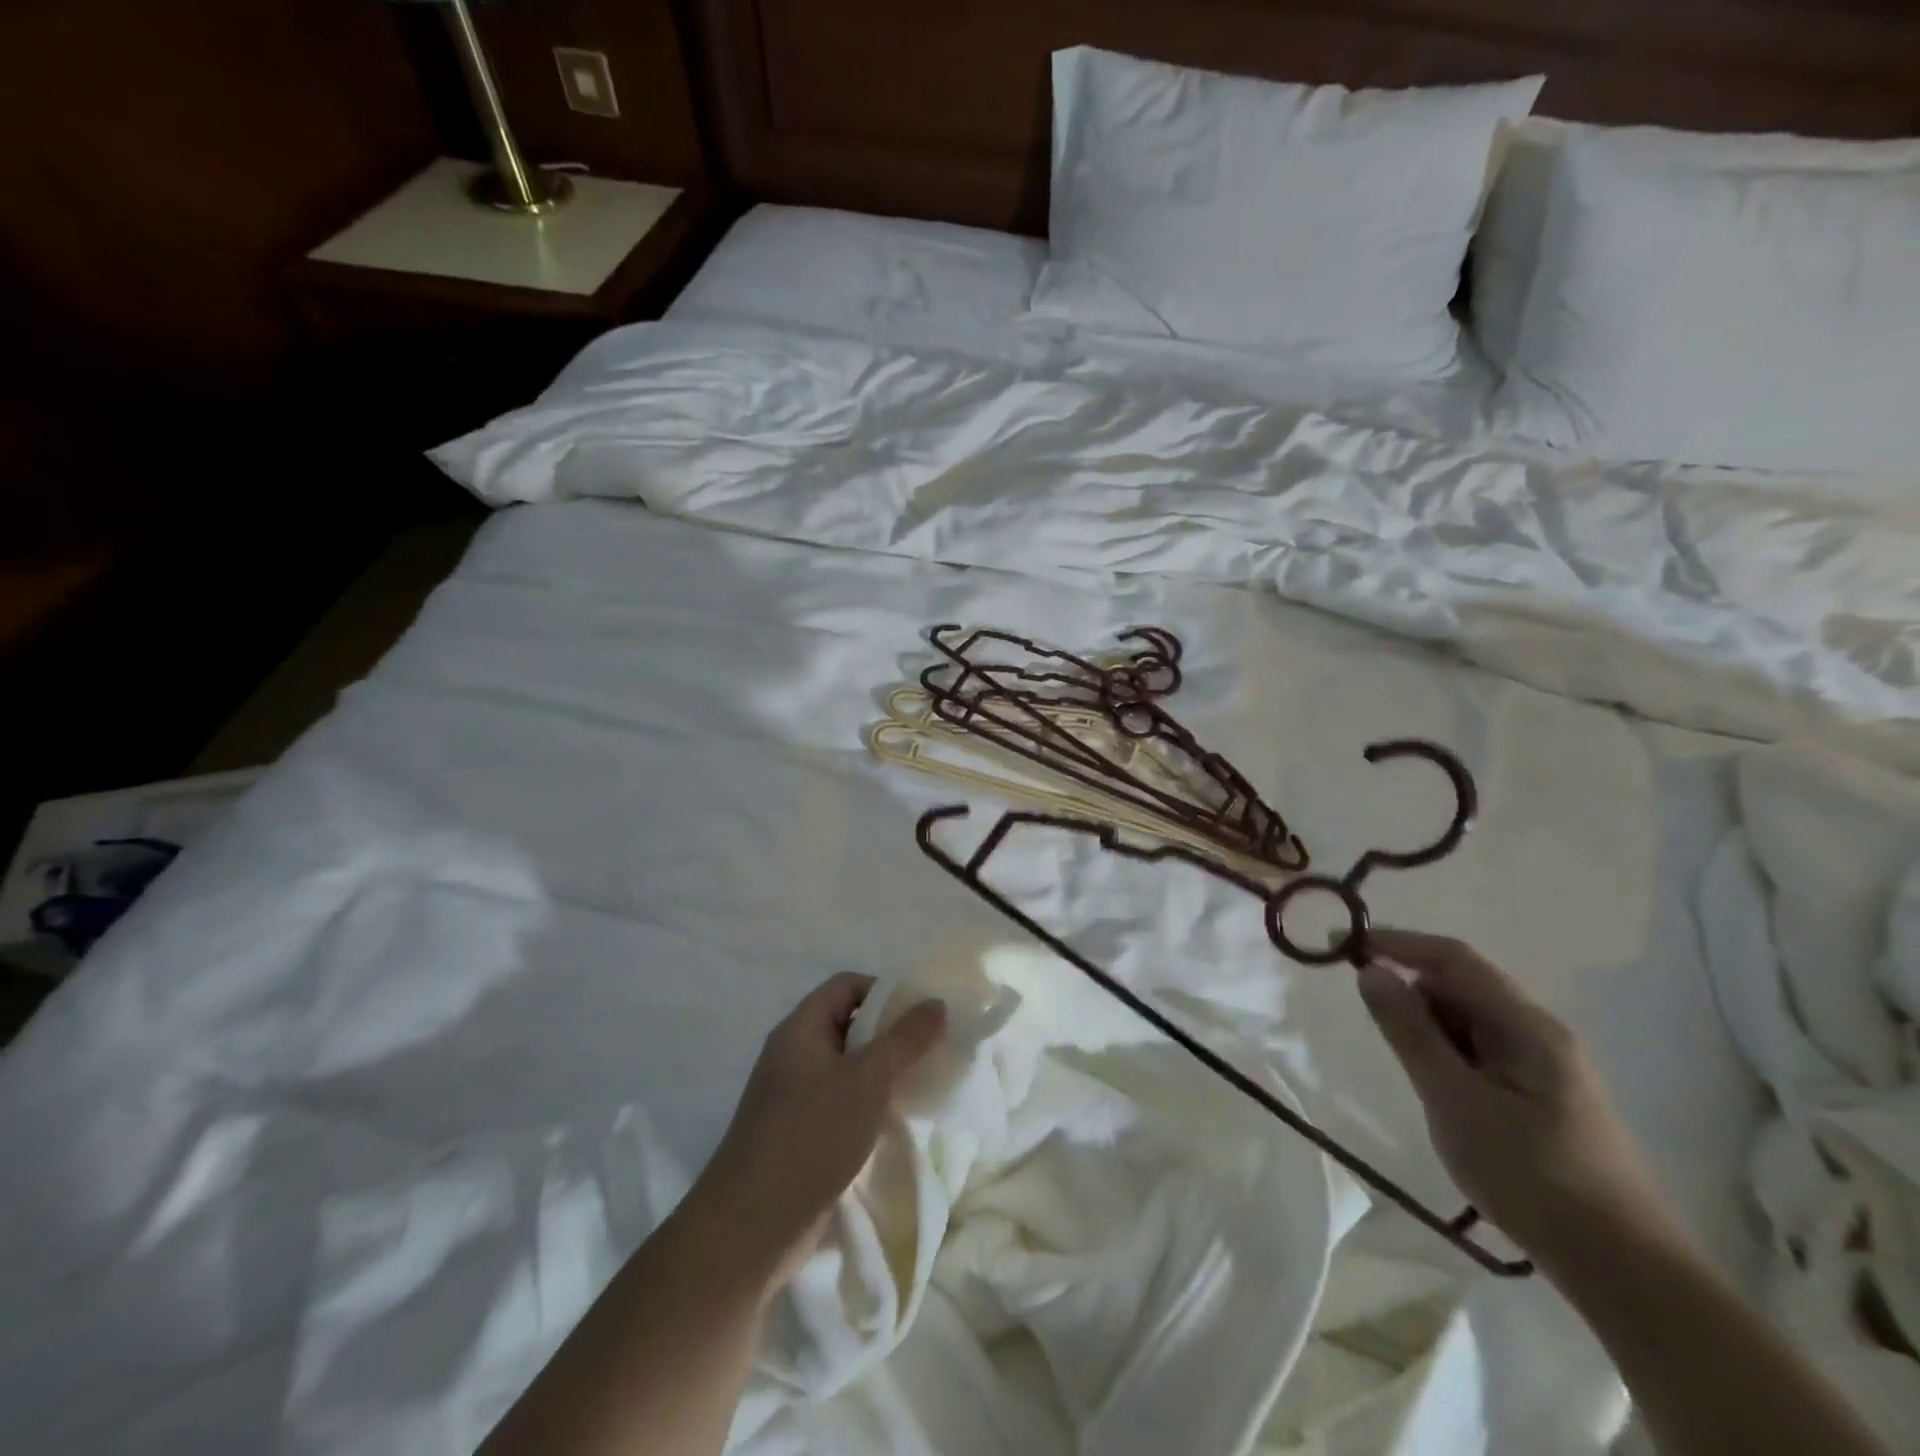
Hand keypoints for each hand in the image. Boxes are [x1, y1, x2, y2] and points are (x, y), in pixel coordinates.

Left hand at [684, 973, 946, 1296]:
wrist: (750, 1229)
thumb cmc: (811, 1138)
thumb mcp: (866, 1082)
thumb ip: (904, 1041)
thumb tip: (936, 1002)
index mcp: (801, 1028)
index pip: (846, 985)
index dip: (885, 991)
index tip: (921, 1016)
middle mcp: (793, 1053)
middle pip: (847, 1023)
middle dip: (889, 1033)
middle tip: (929, 1050)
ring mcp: (792, 1095)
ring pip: (846, 1066)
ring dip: (881, 1071)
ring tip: (918, 1085)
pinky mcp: (798, 1132)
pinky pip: (839, 1100)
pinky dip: (867, 1102)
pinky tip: (892, 1122)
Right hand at [1357, 929, 1675, 1266]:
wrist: (1622, 1270)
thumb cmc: (1531, 1176)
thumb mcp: (1454, 1099)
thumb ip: (1409, 1030)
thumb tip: (1370, 970)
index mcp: (1527, 1025)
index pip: (1453, 957)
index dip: (1397, 942)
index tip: (1343, 944)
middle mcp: (1539, 1033)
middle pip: (1462, 985)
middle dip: (1411, 989)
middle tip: (1370, 1020)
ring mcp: (1544, 1065)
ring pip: (1470, 1020)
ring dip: (1429, 1027)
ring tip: (1410, 1070)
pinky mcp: (1541, 1095)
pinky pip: (1481, 1051)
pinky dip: (1448, 1054)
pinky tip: (1439, 1090)